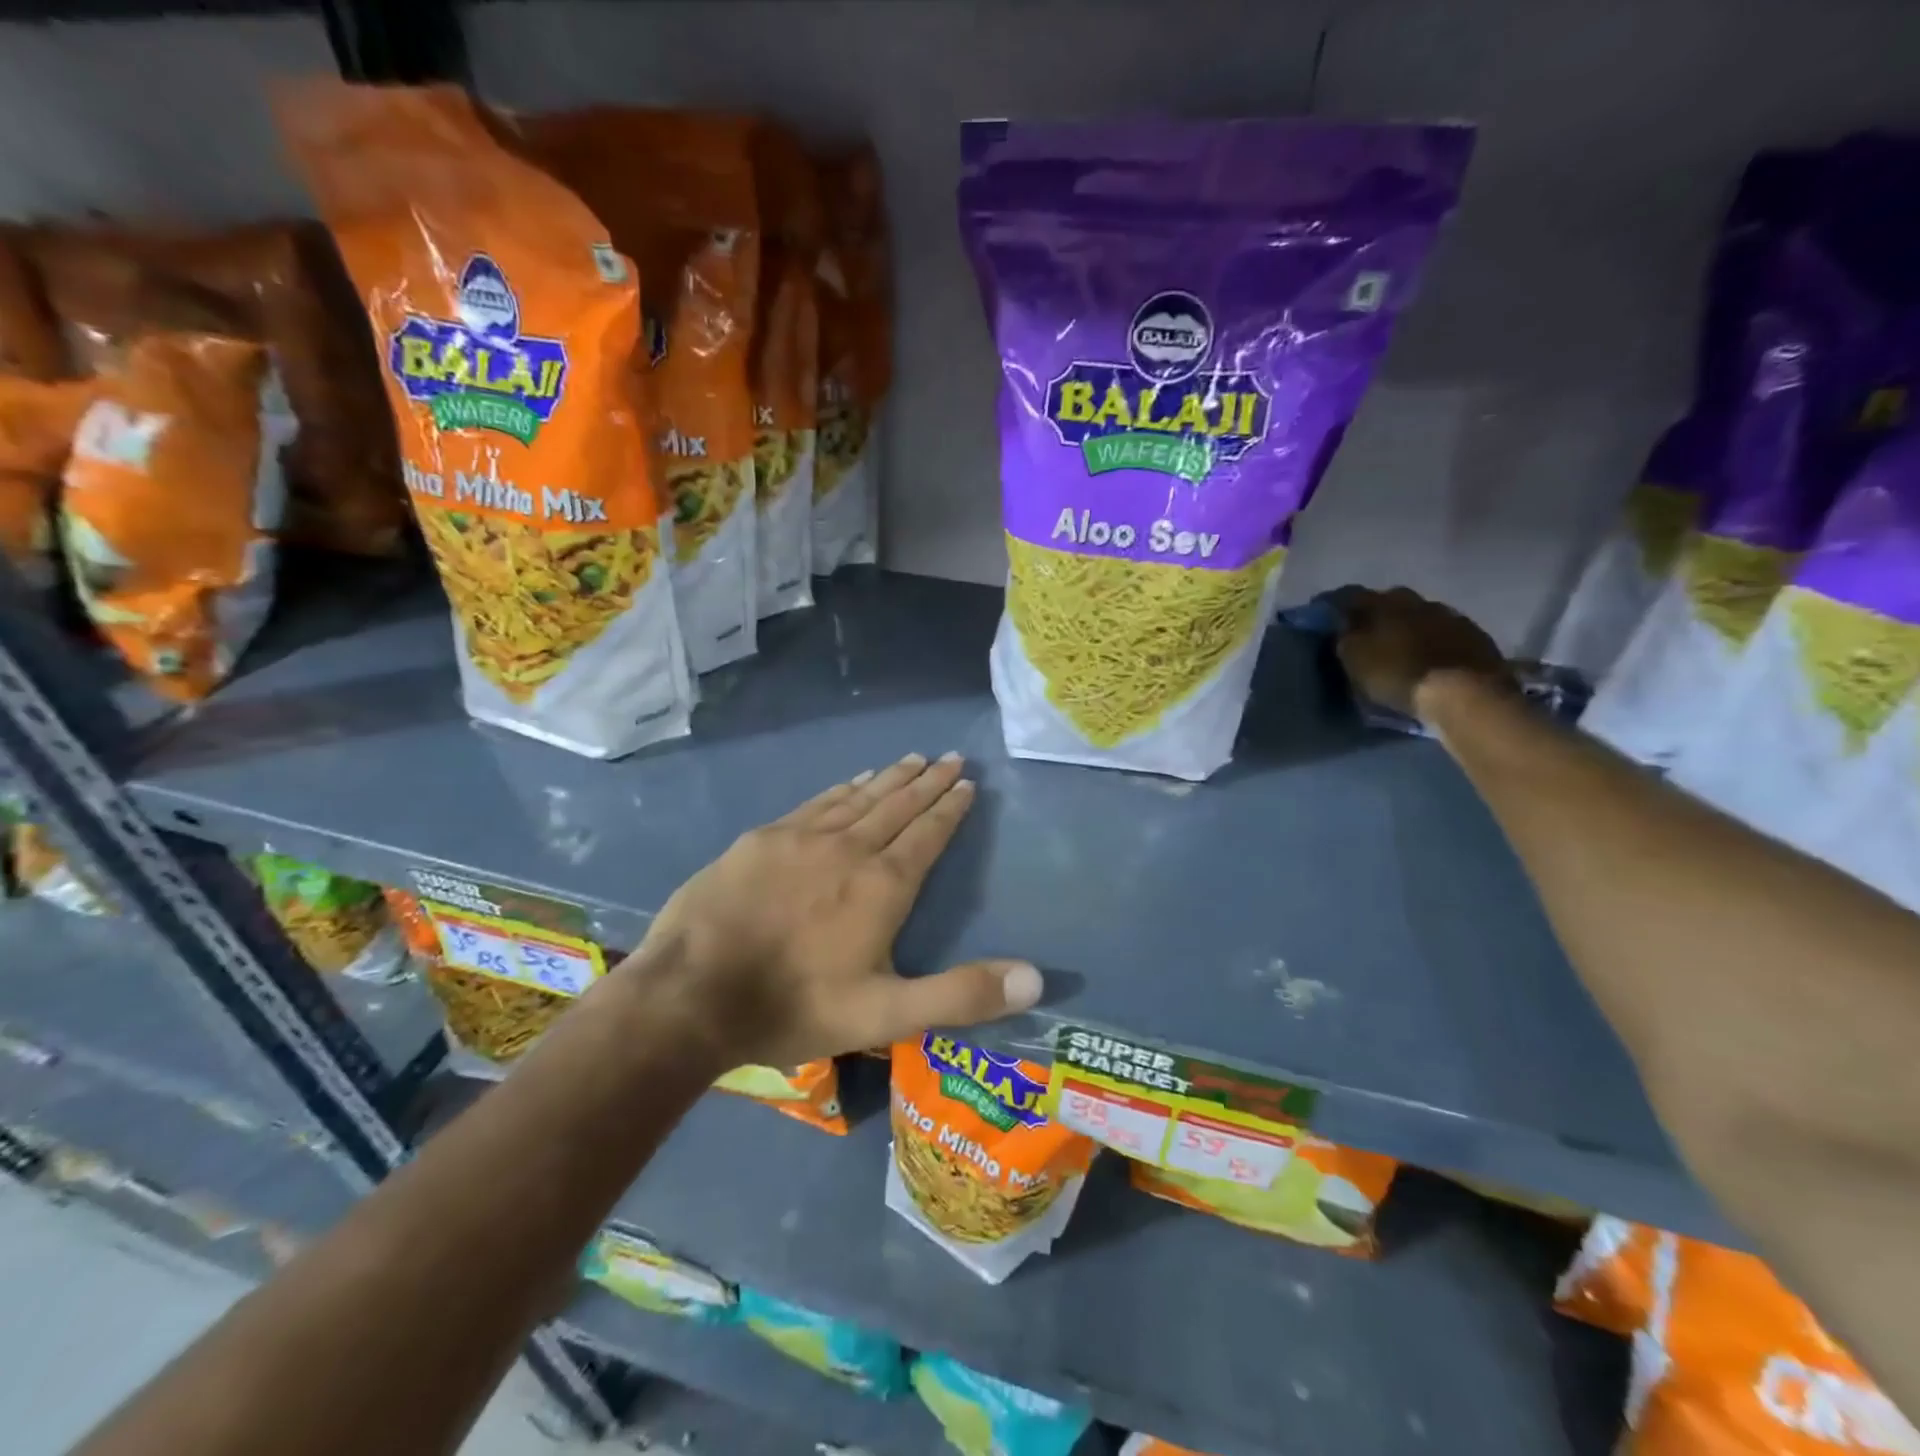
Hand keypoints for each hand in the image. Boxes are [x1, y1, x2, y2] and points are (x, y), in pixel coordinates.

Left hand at [631, 752, 1040, 1067]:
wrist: (692, 993)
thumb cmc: (794, 1005)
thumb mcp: (886, 1015)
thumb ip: (960, 995)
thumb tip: (1035, 978)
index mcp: (882, 886)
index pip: (927, 835)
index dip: (950, 808)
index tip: (968, 783)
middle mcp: (849, 848)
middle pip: (898, 806)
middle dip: (928, 782)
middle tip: (951, 758)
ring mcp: (802, 837)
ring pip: (859, 797)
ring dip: (890, 778)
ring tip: (913, 759)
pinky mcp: (763, 838)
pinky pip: (817, 803)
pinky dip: (843, 788)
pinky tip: (852, 781)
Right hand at [1332, 585, 1510, 718]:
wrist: (1464, 694)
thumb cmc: (1399, 675)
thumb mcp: (1356, 660)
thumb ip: (1346, 638)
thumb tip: (1343, 625)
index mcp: (1384, 603)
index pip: (1352, 596)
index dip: (1339, 607)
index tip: (1331, 620)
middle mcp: (1418, 601)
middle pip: (1392, 601)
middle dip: (1379, 614)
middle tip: (1369, 634)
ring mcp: (1451, 617)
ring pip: (1422, 615)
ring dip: (1411, 627)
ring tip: (1403, 648)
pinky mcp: (1477, 637)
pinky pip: (1448, 633)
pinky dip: (1436, 641)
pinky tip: (1432, 657)